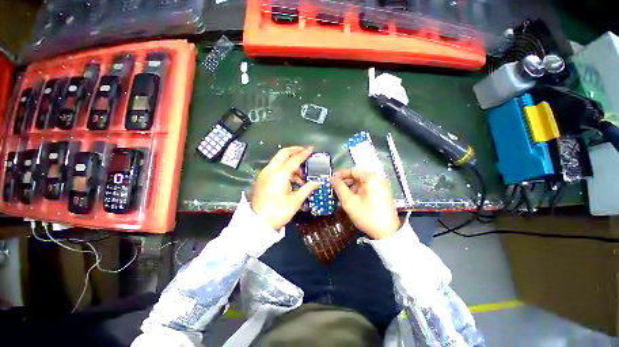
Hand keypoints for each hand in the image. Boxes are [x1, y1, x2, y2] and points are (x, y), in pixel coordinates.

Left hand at [252, 146, 320, 229]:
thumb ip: (307, 188)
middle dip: (295, 150)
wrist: (258, 223)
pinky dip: (285, 169)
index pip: (294, 159)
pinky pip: (275, 168)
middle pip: (283, 153)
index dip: (304, 153)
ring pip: (279, 160)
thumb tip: (318, 182)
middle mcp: (270, 170)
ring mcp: (265, 173)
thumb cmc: (278, 212)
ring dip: (291, 163)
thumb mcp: (296, 201)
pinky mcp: (262, 178)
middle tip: (305, 152)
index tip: (311, 149)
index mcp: (280, 174)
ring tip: (302, 175)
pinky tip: (293, 180)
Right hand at [331, 169, 399, 238]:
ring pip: (362, 183)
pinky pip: (367, 189)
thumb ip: (339, 187)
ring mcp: (382, 186)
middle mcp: (378, 179)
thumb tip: (332, 178)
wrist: (387, 233)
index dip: (340, 175)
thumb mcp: (349, 201)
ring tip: (343, 197)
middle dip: (345, 183)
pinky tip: (353, 200)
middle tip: (336, 190)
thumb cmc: (367, 215)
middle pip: (357, 177)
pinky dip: (358, 192)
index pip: (352, 171)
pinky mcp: (383, 194)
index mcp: (371, 178)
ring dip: (351, 189)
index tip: (331, 180)